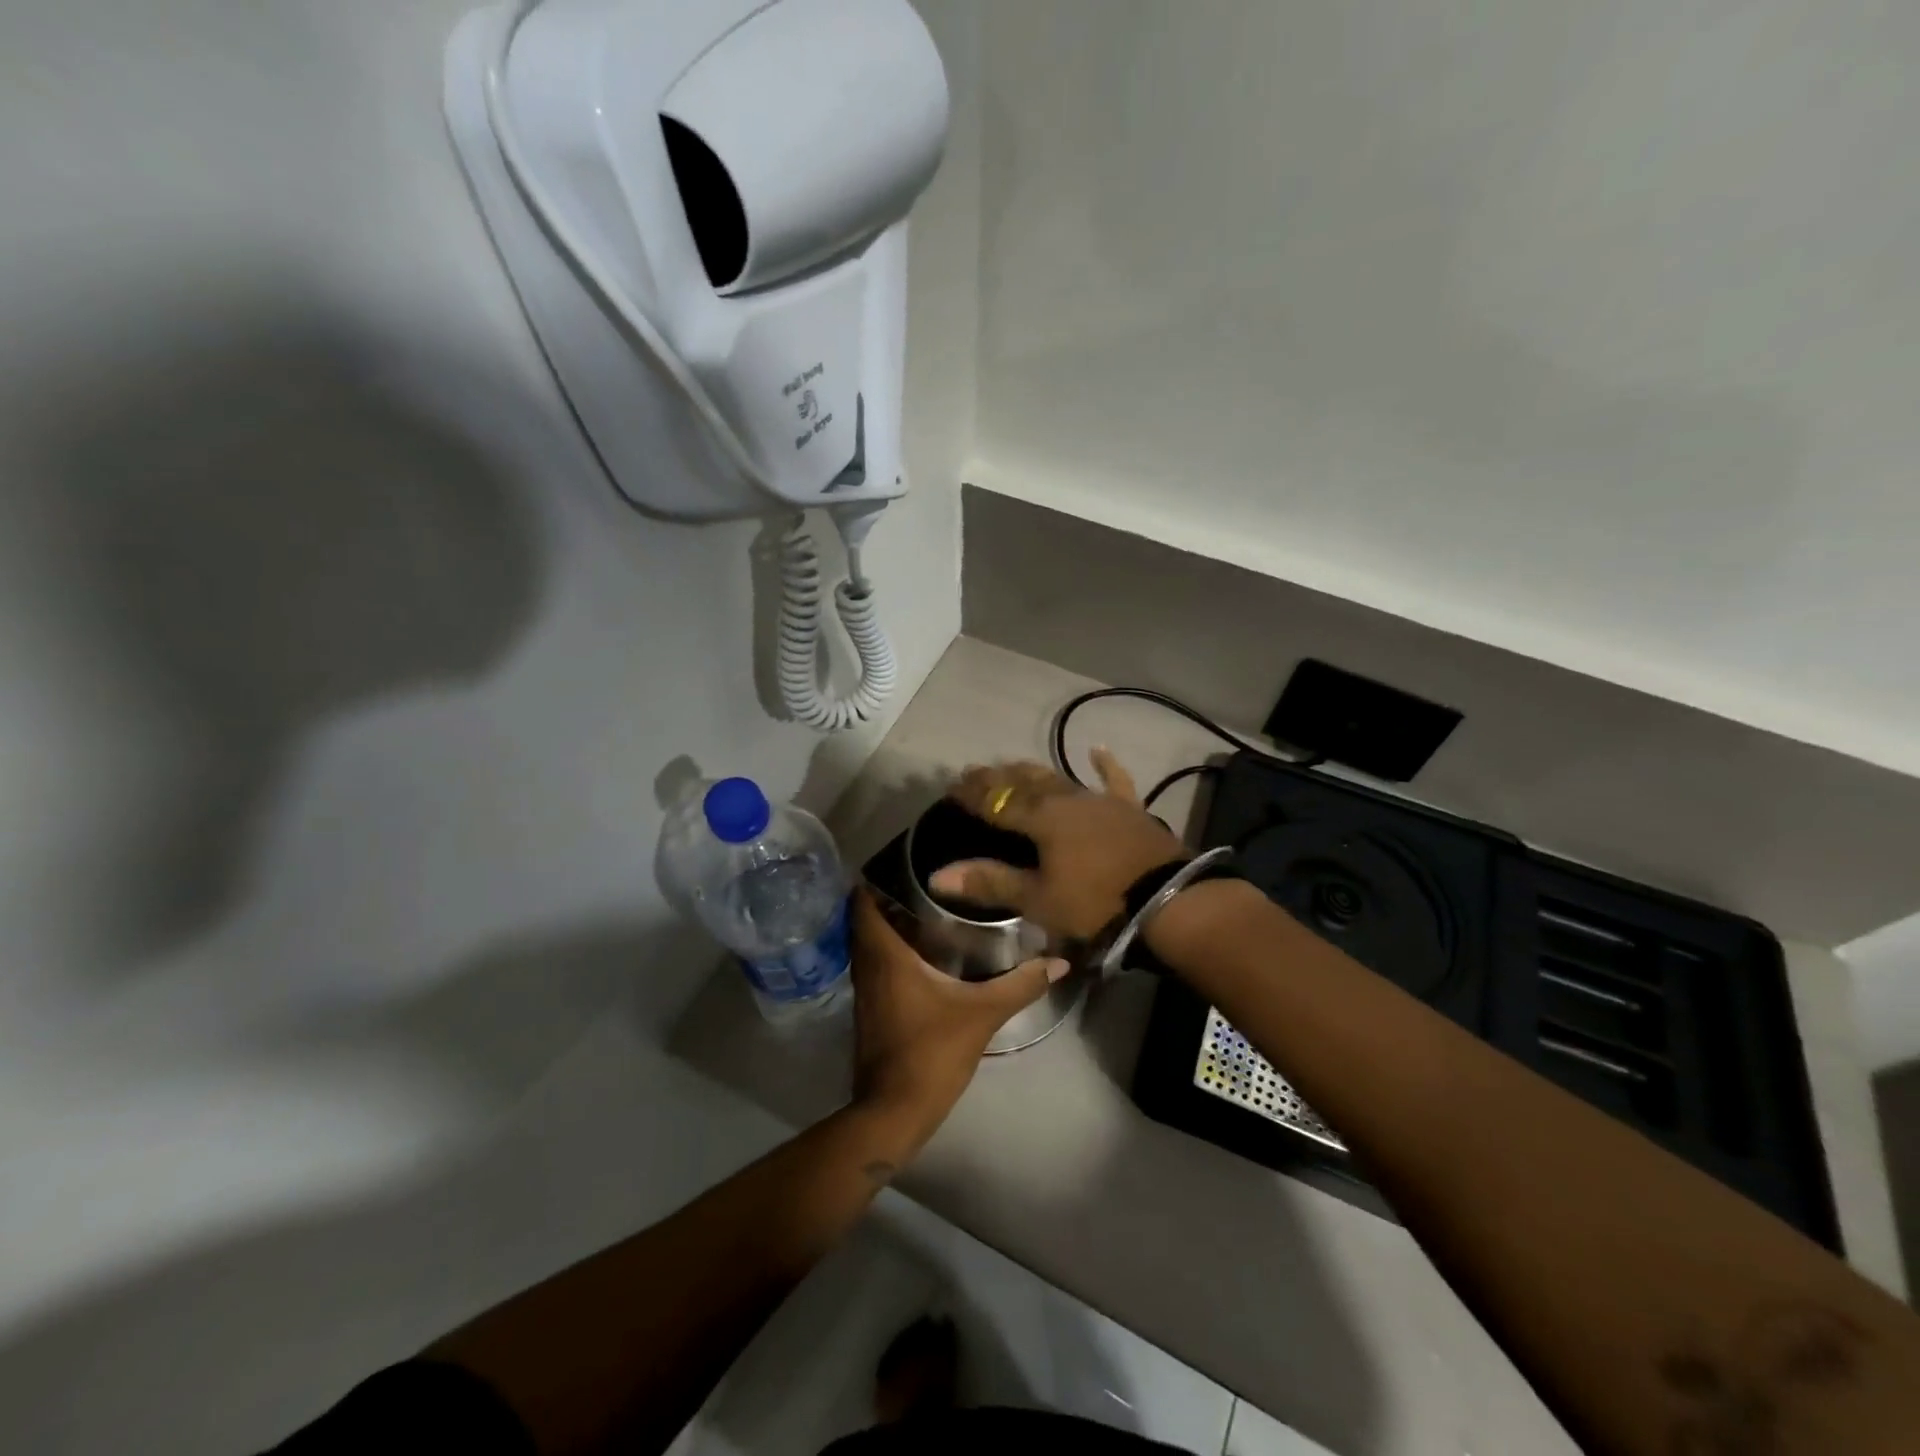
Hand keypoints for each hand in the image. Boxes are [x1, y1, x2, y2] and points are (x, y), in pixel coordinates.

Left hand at [849, 889, 1067, 1153]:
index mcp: (885, 955)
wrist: (894, 1110)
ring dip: (889, 925)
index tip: (905, 861)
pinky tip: (923, 953)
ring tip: (928, 908)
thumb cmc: (932, 1052)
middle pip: (865, 918)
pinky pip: (875, 965)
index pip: (863, 901)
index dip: (877, 877)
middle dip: (888, 897)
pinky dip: (891, 951)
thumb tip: (1059, 962)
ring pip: (869, 944)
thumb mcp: (982, 1014)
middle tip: (925, 880)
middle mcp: (867, 966)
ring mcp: (864, 990)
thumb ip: (1020, 985)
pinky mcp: (870, 1010)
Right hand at [932, 749, 1184, 942]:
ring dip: (1033, 772)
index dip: (972, 794)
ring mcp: (1099, 800)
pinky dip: (1104, 764)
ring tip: (1014, 766)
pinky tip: (1097, 749)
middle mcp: (1066, 799)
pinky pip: (1114, 780)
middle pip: (1025, 782)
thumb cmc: (1095, 902)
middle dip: (997, 777)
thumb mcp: (1038, 898)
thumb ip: (989, 882)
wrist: (1166, 900)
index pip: (996, 801)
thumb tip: (937, 875)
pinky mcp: (1129, 808)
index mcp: (1041, 819)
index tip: (952, 785)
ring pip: (1059, 778)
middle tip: (976, 771)